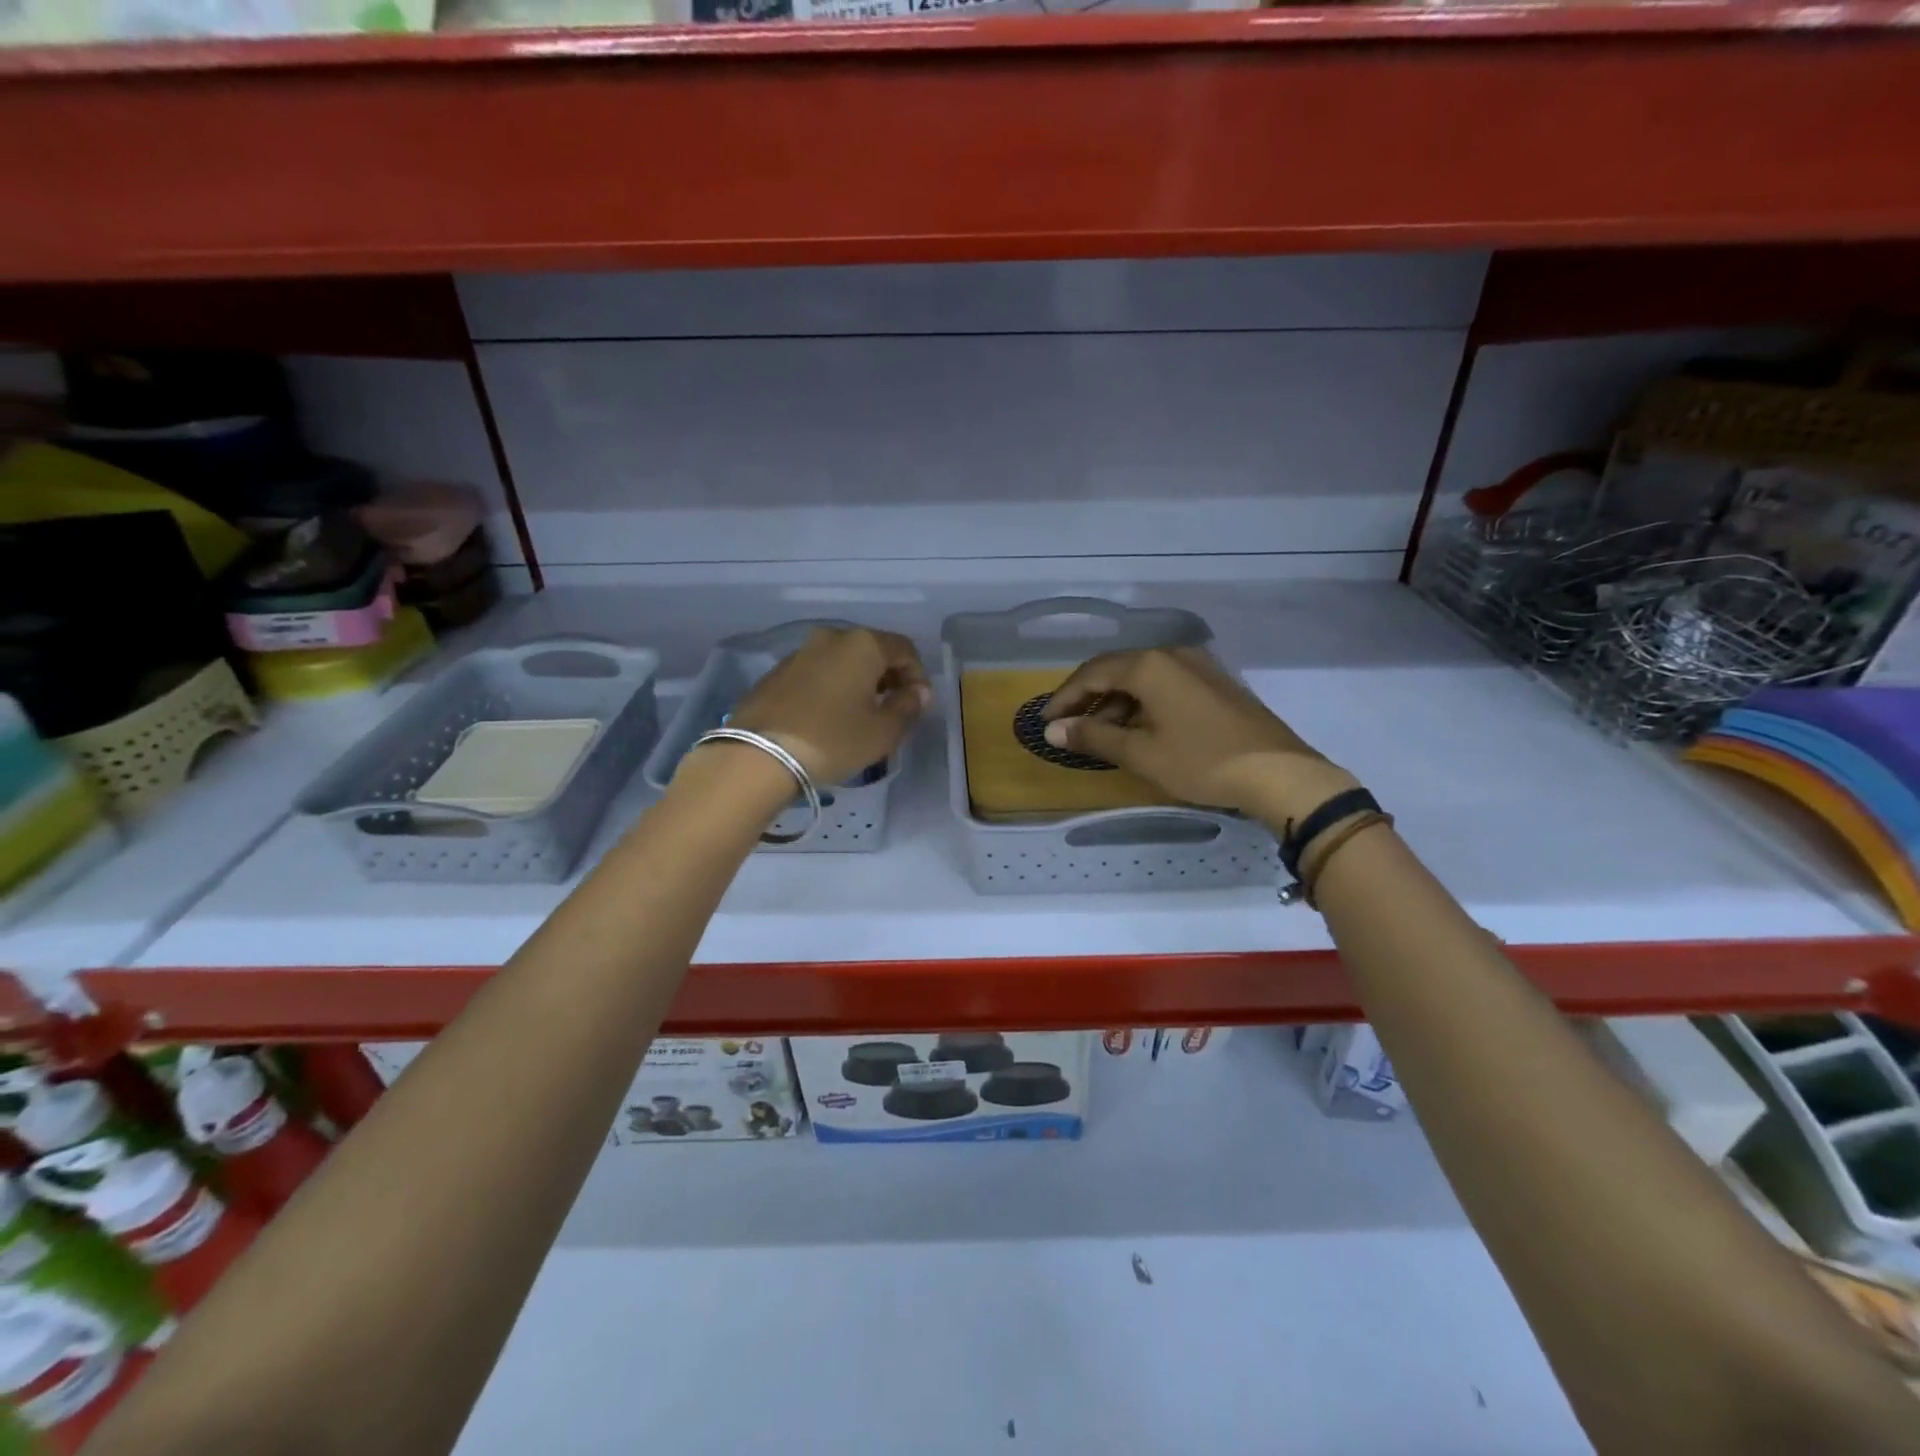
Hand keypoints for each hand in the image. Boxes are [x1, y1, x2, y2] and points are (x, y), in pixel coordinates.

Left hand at [721, 625, 930, 785]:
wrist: (757, 755)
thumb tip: (917, 693)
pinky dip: (831, 690)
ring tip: (860, 717)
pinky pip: (817, 675)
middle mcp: (831, 638)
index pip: (904, 649)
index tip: (917, 705)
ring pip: (842, 662)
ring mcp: (799, 653)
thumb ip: (907, 707)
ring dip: (858, 684)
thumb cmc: (833, 740)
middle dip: (888, 678)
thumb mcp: (882, 731)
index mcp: (863, 644)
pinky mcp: (775, 674)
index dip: (918, 675)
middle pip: (871, 651)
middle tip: (893, 710)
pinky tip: (829, 719)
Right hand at [1041, 647, 1357, 829]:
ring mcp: (1199, 667)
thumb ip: (1093, 736)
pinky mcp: (1216, 684)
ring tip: (1102, 735)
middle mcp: (1173, 655)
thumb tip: (1053, 730)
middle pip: (1117, 670)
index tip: (1046, 721)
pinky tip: (1141, 730)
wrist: (1280, 774)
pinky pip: (1166, 685)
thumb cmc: (1202, 762)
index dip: (1065, 697)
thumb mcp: (1141, 753)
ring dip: (1117, 703)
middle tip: (1069, 727)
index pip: (1092, 673)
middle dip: (1089, 698)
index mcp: (1150, 665)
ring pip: (1143, 678)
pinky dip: (1143, 704)